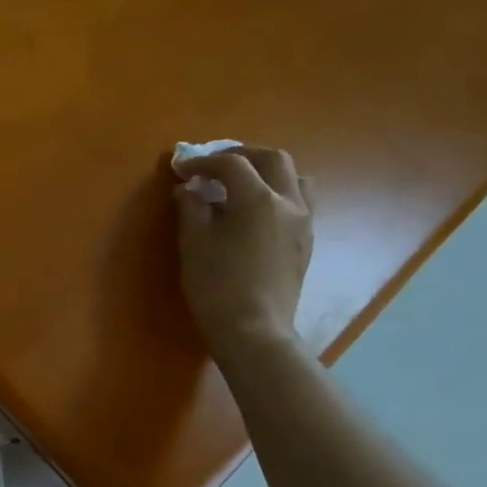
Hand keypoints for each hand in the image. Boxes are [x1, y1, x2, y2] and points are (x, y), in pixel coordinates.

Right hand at [171, 145, 313, 364]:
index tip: (181, 169)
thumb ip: (191, 207)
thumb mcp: (193, 242)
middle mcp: (288, 203)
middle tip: (214, 165)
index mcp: (258, 199)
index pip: (231, 164)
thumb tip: (188, 189)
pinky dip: (276, 193)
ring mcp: (303, 223)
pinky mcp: (305, 242)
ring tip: (241, 183)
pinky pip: (298, 202)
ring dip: (266, 171)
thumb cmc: (216, 285)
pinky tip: (254, 211)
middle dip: (241, 155)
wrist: (253, 330)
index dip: (203, 161)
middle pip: (273, 159)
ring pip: (294, 178)